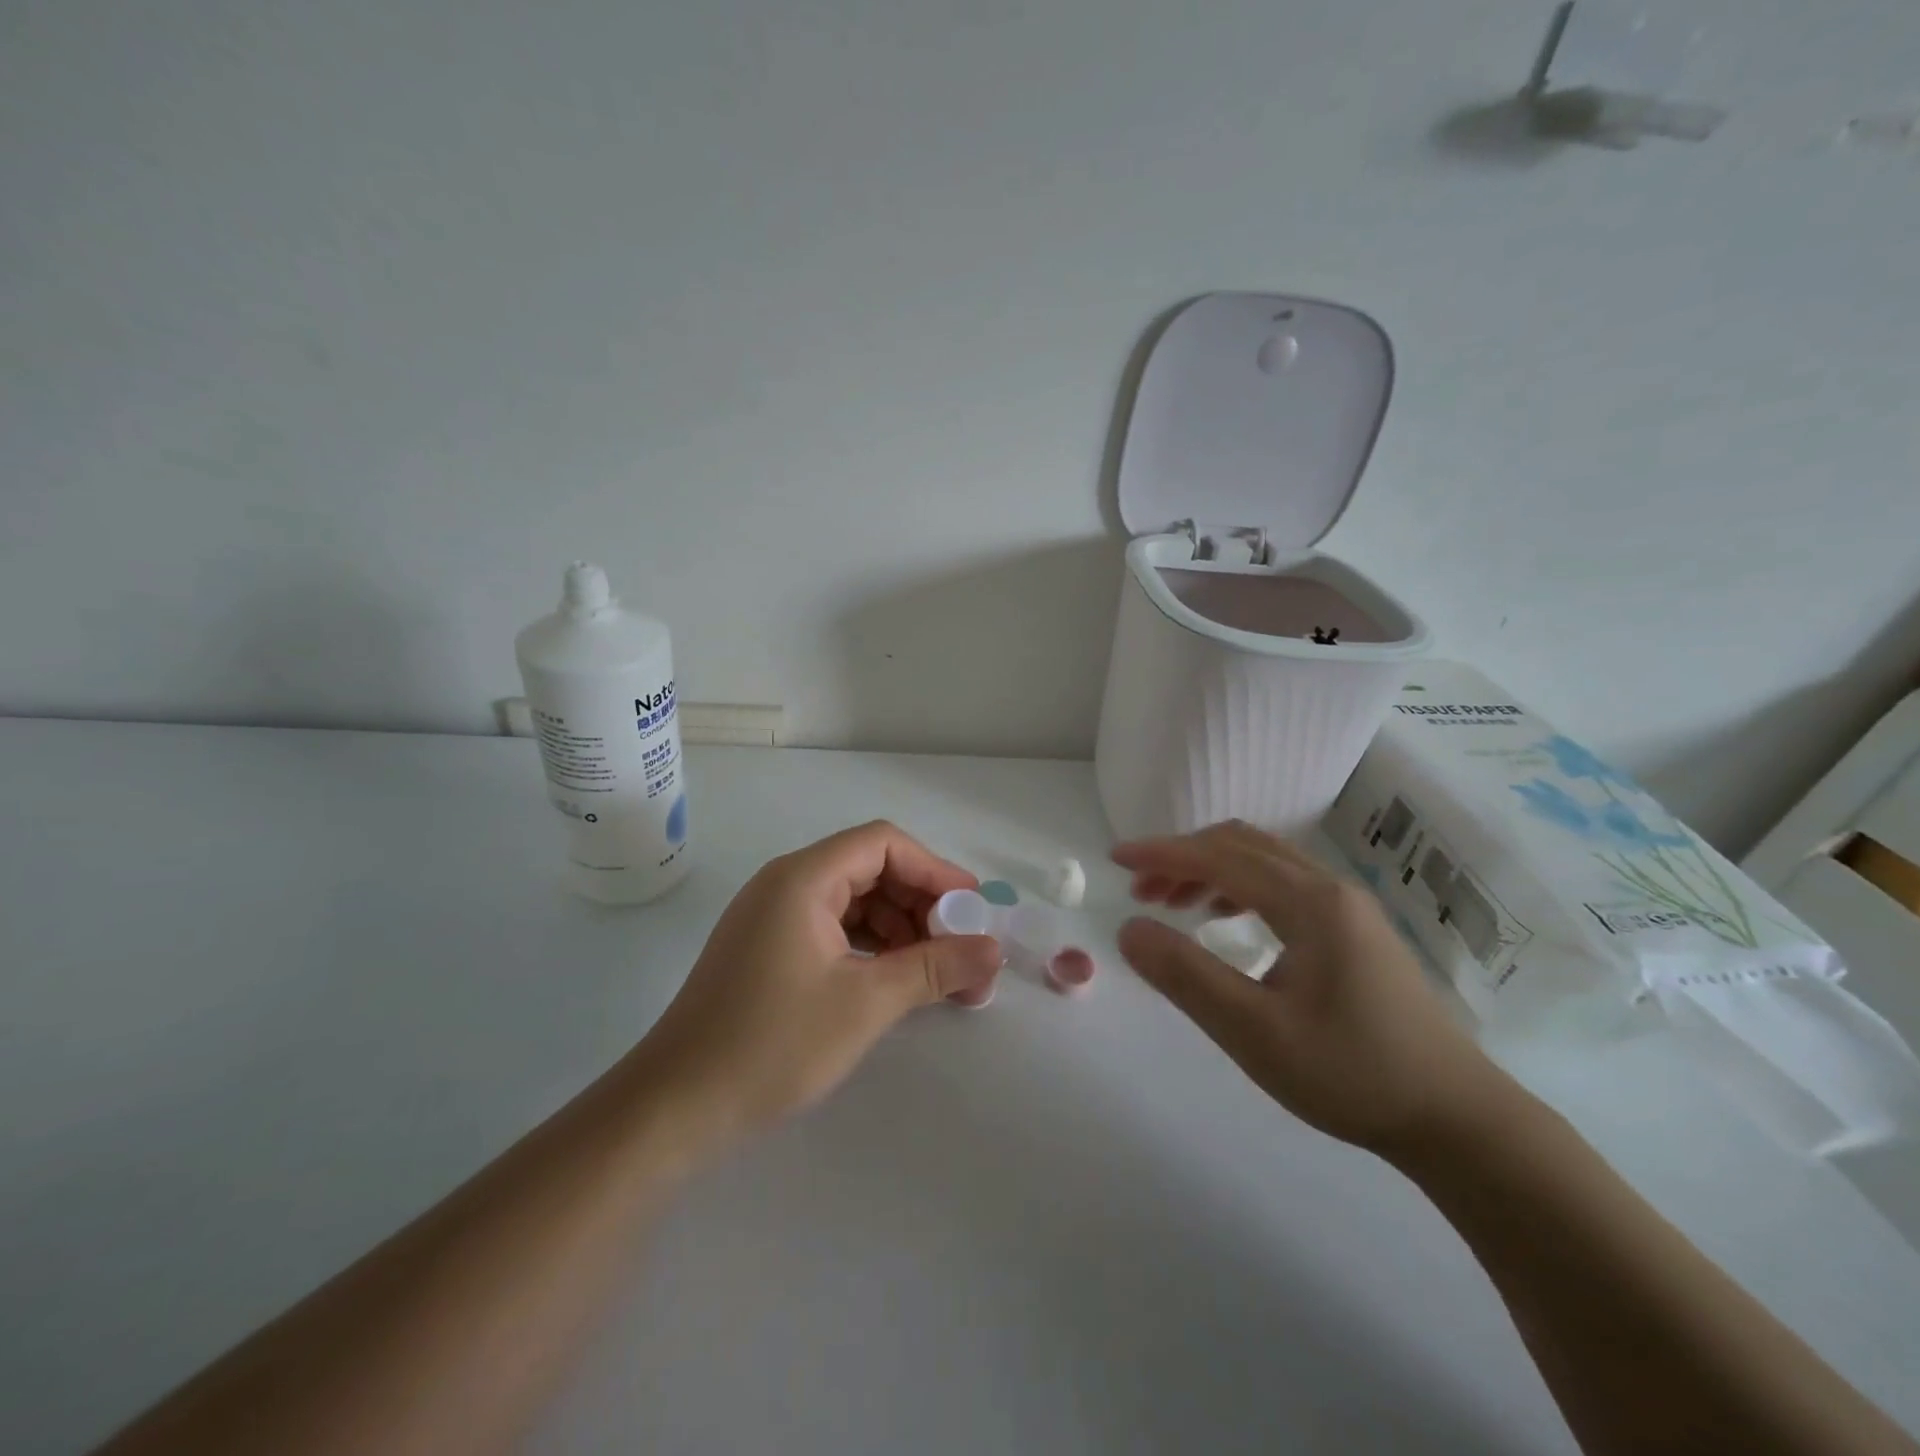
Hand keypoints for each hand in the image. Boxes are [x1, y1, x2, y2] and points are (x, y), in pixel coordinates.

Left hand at [633, 821, 1000, 1157]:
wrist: (675, 1108)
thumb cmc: (773, 1044)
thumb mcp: (866, 1003)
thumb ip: (935, 968)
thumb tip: (993, 950)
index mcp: (803, 878)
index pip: (883, 844)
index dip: (934, 870)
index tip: (971, 910)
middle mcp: (785, 884)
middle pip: (869, 868)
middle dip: (919, 903)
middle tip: (958, 947)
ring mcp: (772, 916)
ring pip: (853, 900)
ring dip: (898, 927)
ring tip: (934, 971)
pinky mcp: (766, 948)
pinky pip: (832, 927)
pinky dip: (869, 946)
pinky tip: (892, 979)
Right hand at [1114, 821, 1514, 1158]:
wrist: (1455, 1118)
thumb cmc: (1351, 1074)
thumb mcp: (1254, 1032)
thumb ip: (1186, 976)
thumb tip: (1129, 929)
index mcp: (1309, 903)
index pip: (1219, 857)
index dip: (1161, 853)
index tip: (1114, 857)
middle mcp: (1329, 888)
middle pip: (1241, 846)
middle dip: (1182, 858)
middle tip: (1139, 890)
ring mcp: (1347, 907)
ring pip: (1263, 862)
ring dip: (1210, 870)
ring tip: (1171, 903)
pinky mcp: (1353, 930)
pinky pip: (1283, 884)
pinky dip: (1239, 887)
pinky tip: (1224, 921)